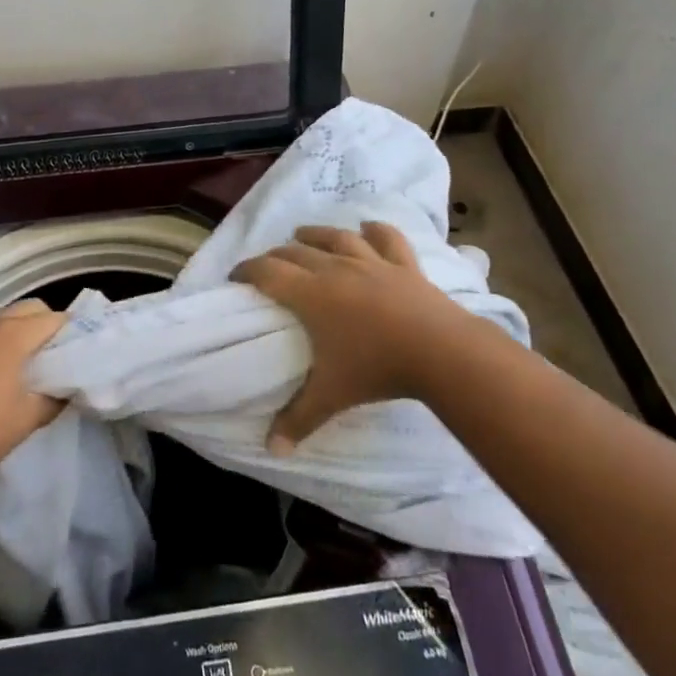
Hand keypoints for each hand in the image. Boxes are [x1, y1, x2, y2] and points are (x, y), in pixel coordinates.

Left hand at [0, 301, 67, 496]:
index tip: (84, 355)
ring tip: (33, 370)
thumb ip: (54, 399)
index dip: (74, 333)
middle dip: (49, 327)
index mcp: (13, 334)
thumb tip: (67, 389)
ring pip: (6, 321)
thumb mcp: (27, 419)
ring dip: (23, 335)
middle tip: (60, 361)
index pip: (55, 319)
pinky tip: (2, 378)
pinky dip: (1, 345)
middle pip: (30, 310)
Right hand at [233, 222, 474, 453]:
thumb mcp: (331, 396)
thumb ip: (298, 419)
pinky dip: (376, 230)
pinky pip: (387, 239)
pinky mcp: (404, 265)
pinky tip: (368, 226)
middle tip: (267, 266)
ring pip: (336, 238)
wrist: (440, 351)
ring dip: (315, 234)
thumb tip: (271, 449)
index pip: (267, 272)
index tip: (235, 276)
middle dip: (276, 255)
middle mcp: (336, 268)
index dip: (246, 270)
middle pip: (296, 252)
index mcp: (311, 294)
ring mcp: (372, 262)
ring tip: (302, 234)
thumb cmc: (377, 369)